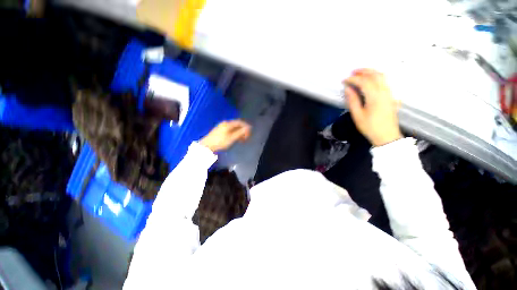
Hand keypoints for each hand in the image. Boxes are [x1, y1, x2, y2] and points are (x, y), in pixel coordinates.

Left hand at [200, 120, 250, 151]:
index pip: (240, 122)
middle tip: (246, 138)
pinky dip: (234, 134)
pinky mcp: (220, 130)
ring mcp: (222, 126)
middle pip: (237, 125)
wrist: (207, 145)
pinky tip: (235, 139)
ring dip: (239, 133)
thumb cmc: (220, 142)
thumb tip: (248, 128)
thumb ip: (240, 132)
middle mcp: (225, 123)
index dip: (246, 126)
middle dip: (243, 131)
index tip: (249, 132)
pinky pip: (230, 130)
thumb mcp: (232, 138)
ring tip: (241, 140)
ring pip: (233, 128)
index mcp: (228, 124)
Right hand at [344, 69, 401, 146]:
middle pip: (375, 75)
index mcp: (375, 97)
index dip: (353, 79)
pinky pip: (386, 81)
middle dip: (363, 71)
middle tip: (353, 72)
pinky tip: (372, 79)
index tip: (345, 80)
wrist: (386, 136)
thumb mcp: (358, 115)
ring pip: (383, 76)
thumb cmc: (370, 127)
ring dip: (372, 72)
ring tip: (362, 72)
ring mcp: (389, 94)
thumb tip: (348, 89)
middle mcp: (384, 92)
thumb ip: (353, 101)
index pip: (364, 82)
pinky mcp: (391, 96)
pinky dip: (378, 77)